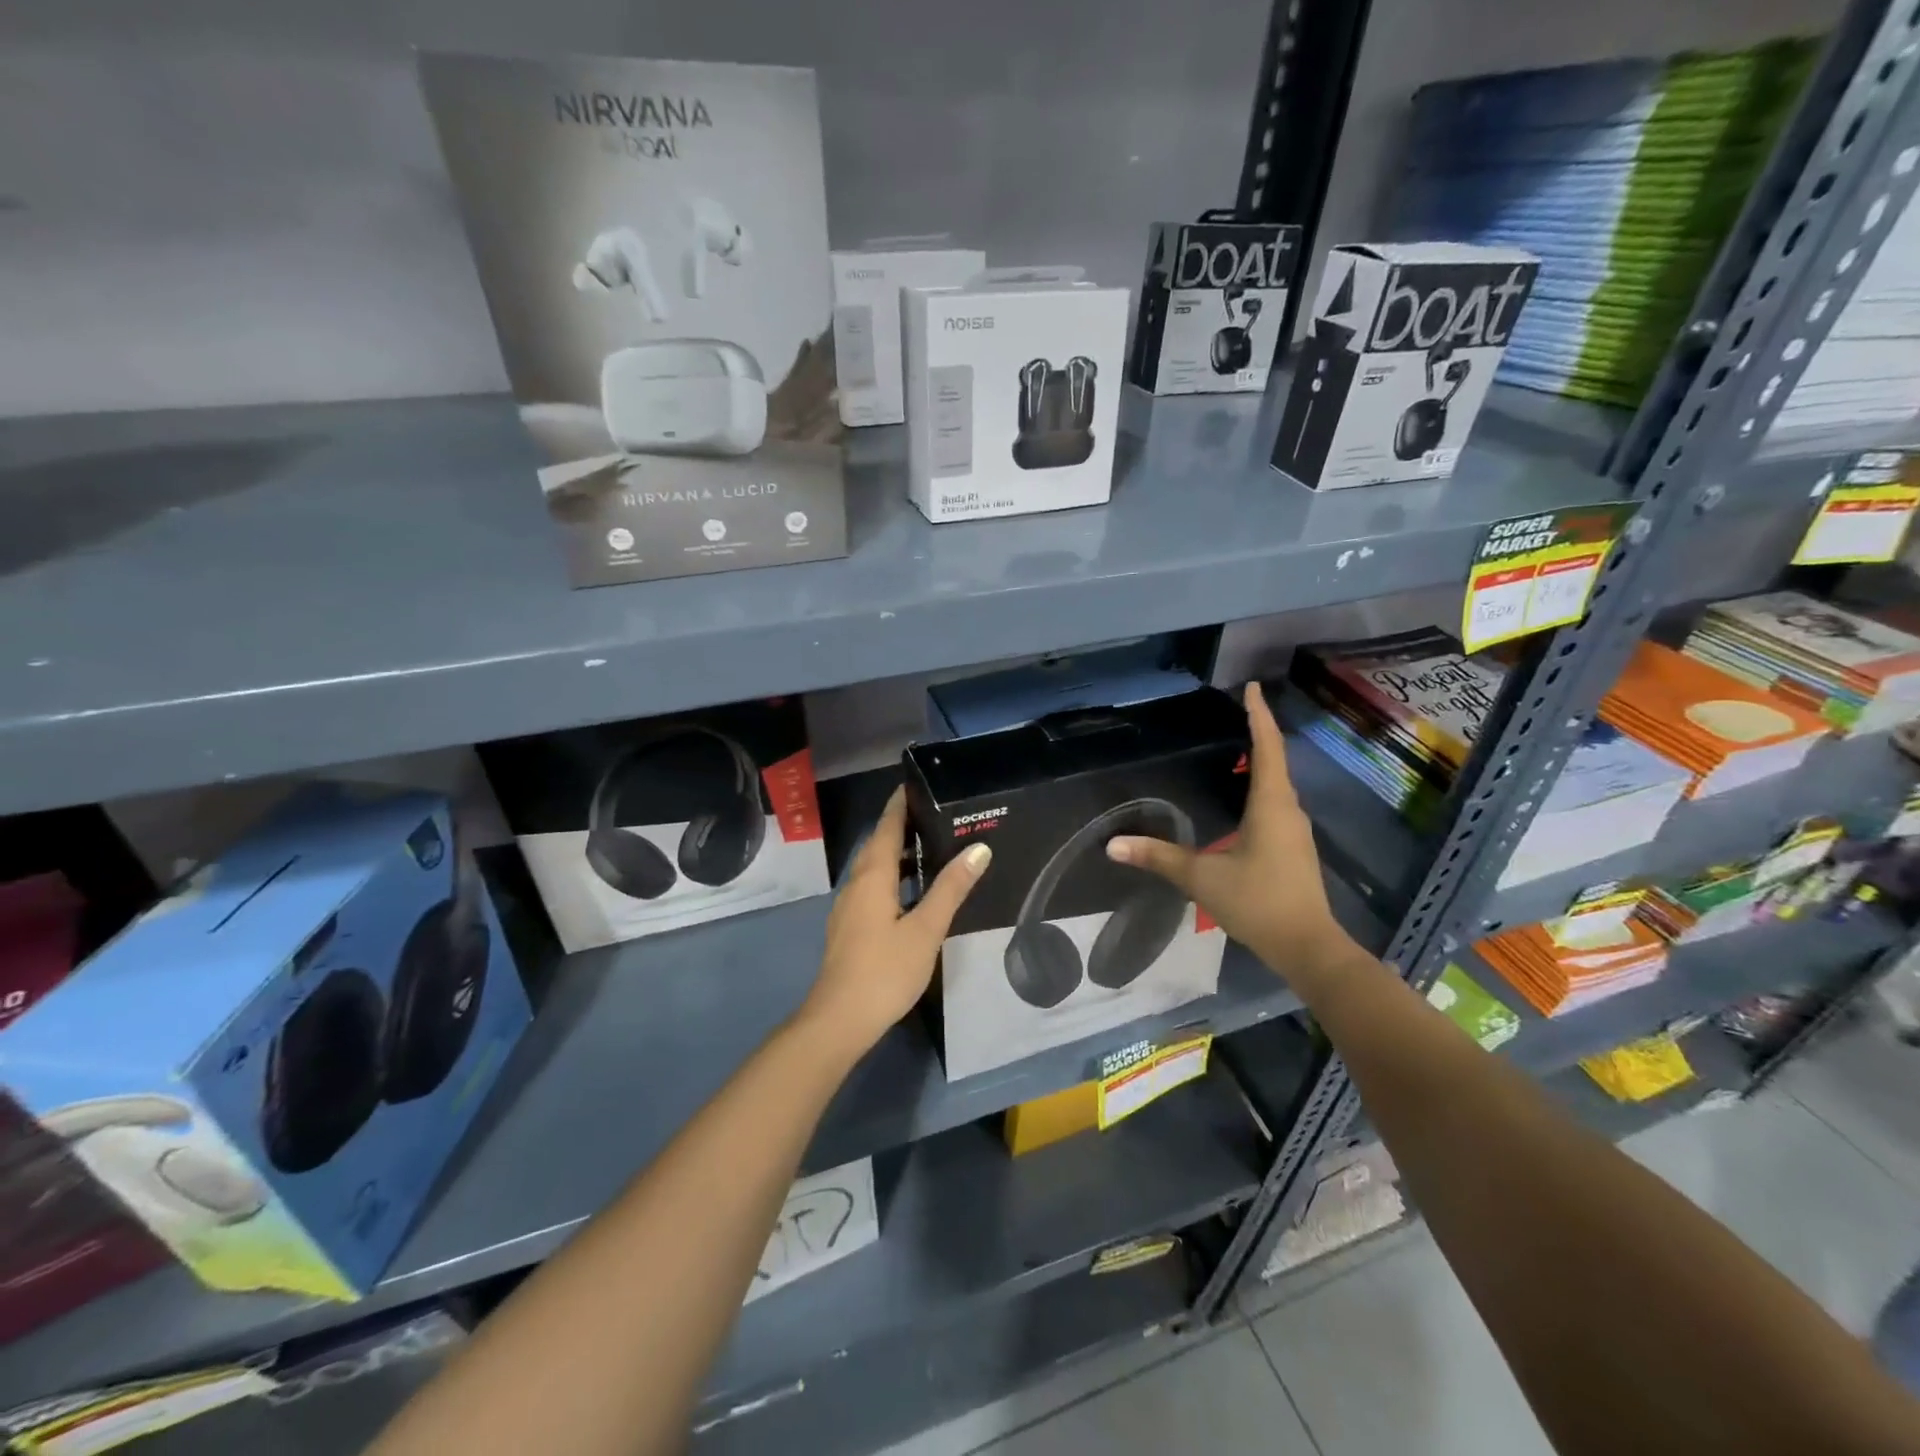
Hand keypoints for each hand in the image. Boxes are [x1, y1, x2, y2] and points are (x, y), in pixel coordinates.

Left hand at [798, 786, 989, 1057]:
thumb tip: (979, 848)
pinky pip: (872, 887)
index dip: (901, 803)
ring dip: (898, 853)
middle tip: (937, 813)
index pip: (887, 826)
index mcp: (872, 876)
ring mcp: (849, 906)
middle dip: (902, 825)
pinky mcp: (850, 926)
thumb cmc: (885, 970)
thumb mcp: (926, 928)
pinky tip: (913, 891)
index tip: (919, 782)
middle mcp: (856, 883)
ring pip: (874, 867)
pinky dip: (893, 877)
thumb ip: (951, 888)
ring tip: (932, 847)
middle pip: (878, 843)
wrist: (839, 1019)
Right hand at [1107, 682, 1359, 986]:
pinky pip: (1276, 807)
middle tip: (1235, 714)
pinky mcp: (1294, 851)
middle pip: (1275, 762)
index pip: (1267, 748)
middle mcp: (1288, 811)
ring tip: (1236, 751)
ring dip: (1260, 764)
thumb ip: (1159, 858)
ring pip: (1277, 787)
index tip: (1251, 687)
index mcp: (1271, 805)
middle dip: (1257, 735)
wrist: (1308, 948)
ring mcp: (1295, 832)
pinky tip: (1243, 802)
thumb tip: (1113, 845)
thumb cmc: (1258, 902)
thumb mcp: (1202, 877)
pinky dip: (1260, 791)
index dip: (1258, 715)